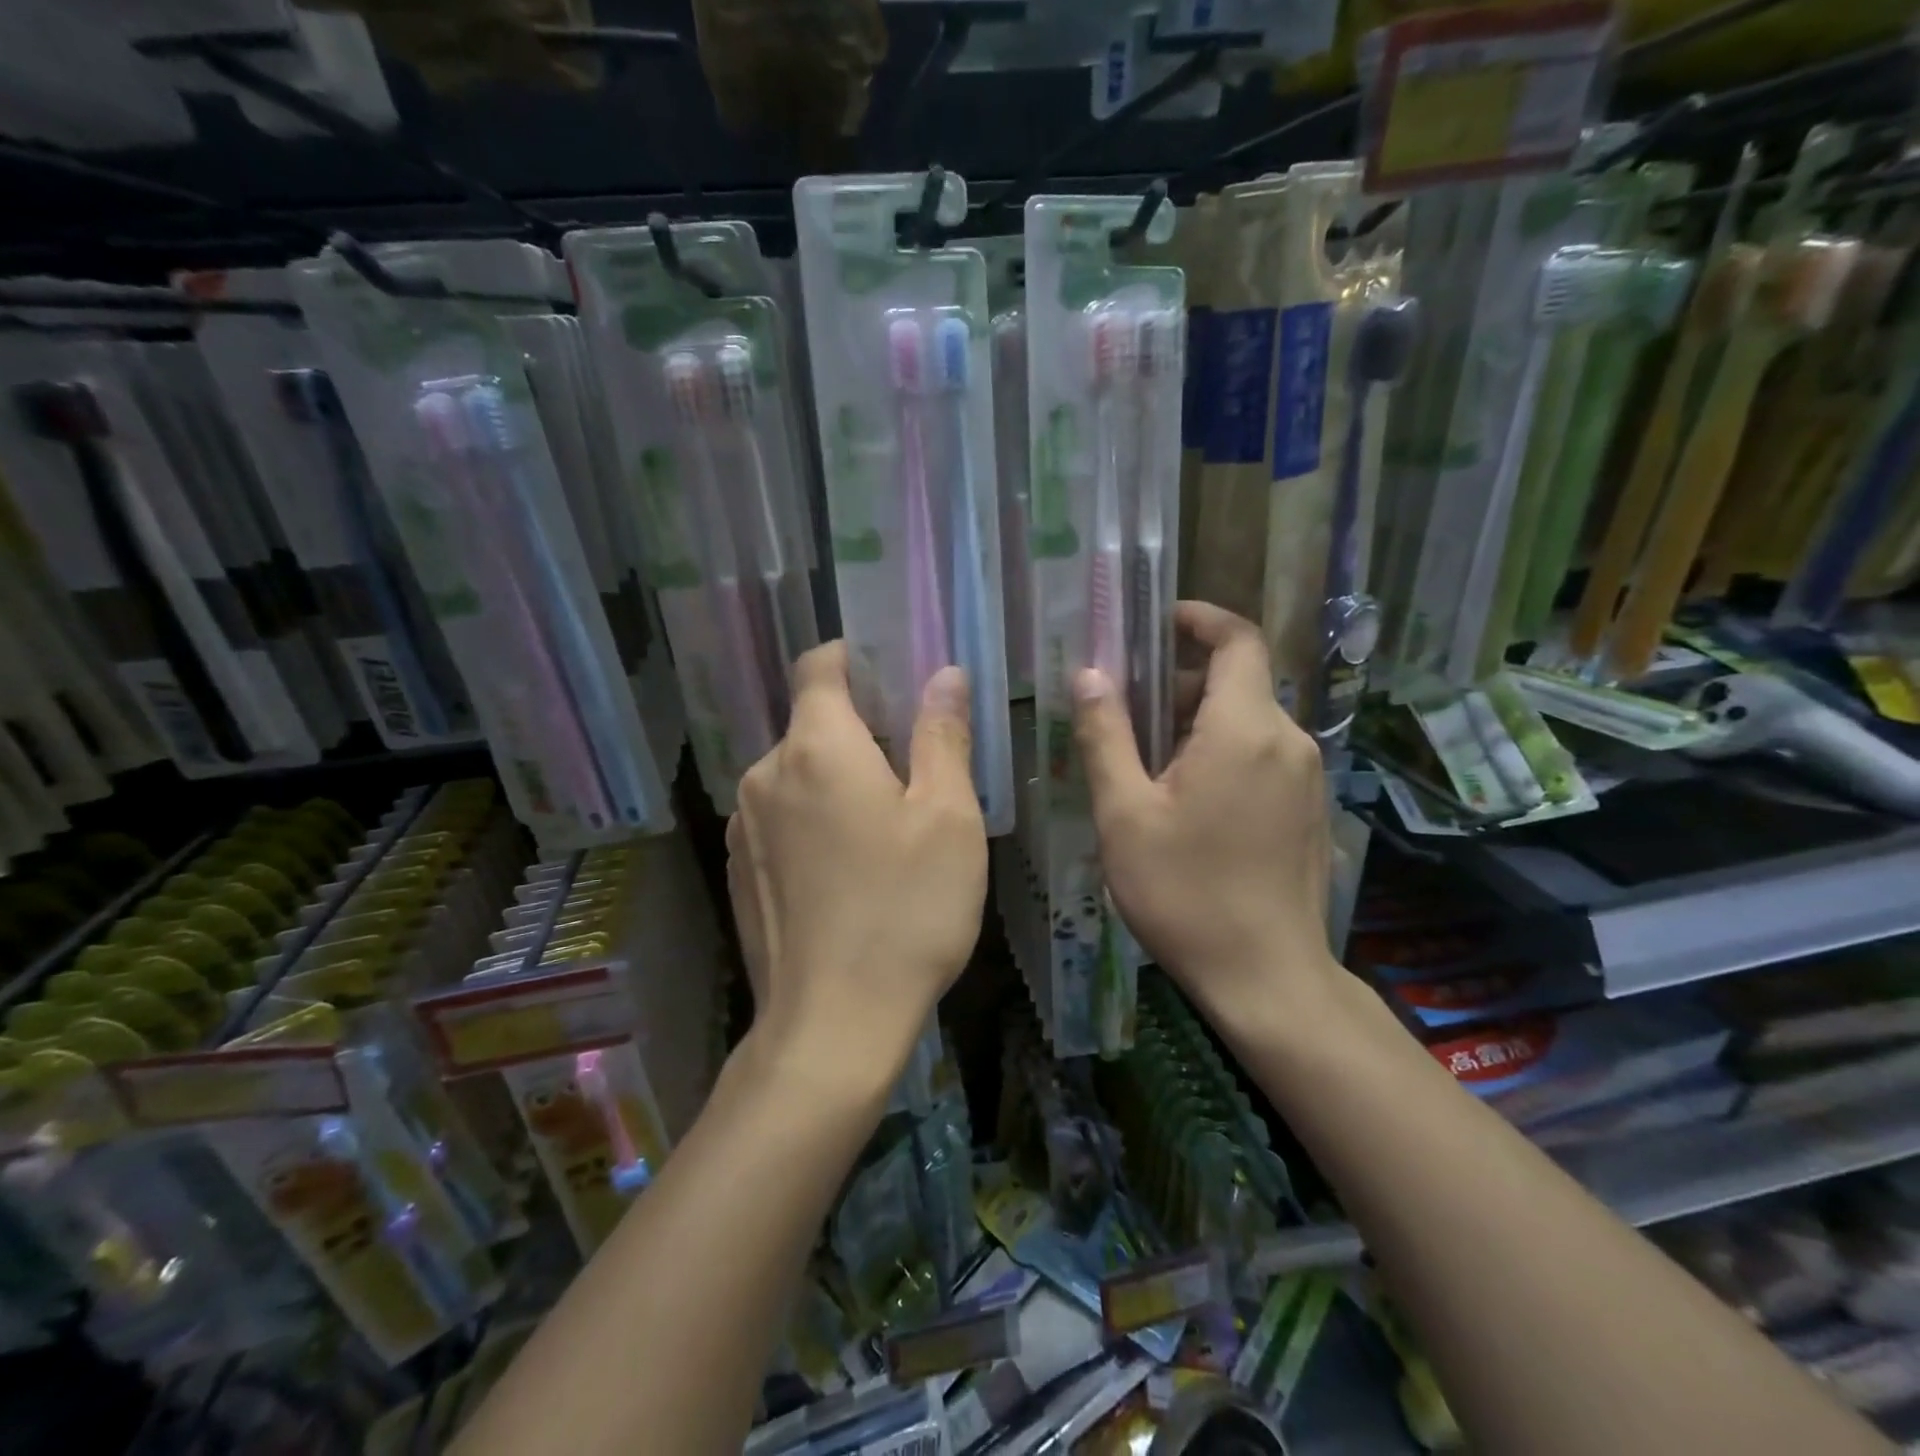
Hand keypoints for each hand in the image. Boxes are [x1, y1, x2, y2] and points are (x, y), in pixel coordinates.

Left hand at [727, 644, 985, 1070]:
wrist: (832, 1024)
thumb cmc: (906, 910)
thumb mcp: (947, 817)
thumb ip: (942, 735)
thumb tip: (943, 674)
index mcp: (816, 746)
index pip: (818, 665)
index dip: (854, 658)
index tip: (893, 677)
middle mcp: (765, 773)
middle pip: (811, 723)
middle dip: (859, 729)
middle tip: (913, 768)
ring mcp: (743, 826)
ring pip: (796, 774)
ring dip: (836, 778)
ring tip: (885, 825)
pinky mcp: (739, 870)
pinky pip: (780, 818)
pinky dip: (813, 819)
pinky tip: (849, 869)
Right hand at [1073, 601, 1339, 1024]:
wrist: (1266, 977)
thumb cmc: (1185, 893)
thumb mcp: (1125, 814)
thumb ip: (1107, 736)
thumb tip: (1091, 675)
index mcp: (1244, 729)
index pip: (1237, 639)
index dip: (1198, 619)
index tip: (1156, 623)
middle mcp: (1288, 740)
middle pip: (1235, 682)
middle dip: (1177, 686)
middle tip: (1123, 721)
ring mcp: (1307, 776)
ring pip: (1247, 722)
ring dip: (1196, 725)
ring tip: (1145, 770)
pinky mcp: (1310, 808)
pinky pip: (1262, 756)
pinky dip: (1222, 754)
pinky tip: (1186, 805)